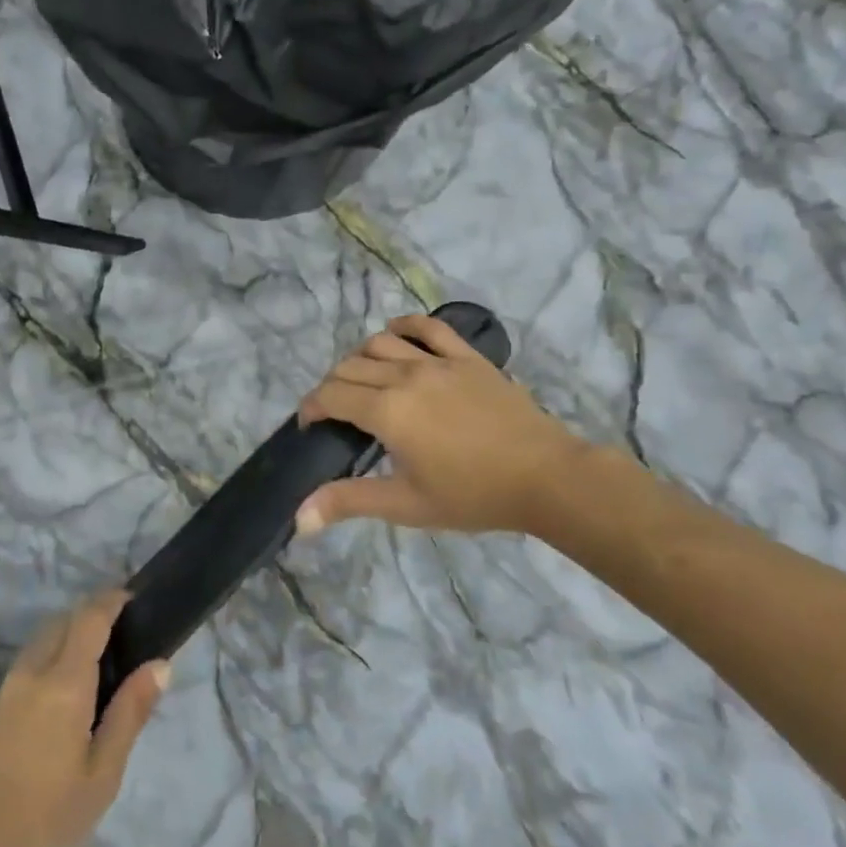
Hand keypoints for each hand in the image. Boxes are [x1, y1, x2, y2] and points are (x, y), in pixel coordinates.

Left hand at [0, 590, 169, 846]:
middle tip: (119, 634)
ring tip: (93, 665)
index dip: (111, 600)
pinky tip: (58, 698)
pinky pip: (25, 664)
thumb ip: (130, 713)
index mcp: (64, 681)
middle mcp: (32, 671)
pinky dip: (48, 659)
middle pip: (61, 621)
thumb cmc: (46, 814)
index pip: (89, 617)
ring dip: (66, 636)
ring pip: (40, 641)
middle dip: (89, 615)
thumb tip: (159, 664)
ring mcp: (5, 687)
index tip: (132, 598)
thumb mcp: (102, 773)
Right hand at [294, 312, 587, 536]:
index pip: (330, 395)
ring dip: (360, 359)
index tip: (311, 426)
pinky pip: (428, 327)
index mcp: (387, 411)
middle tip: (337, 414)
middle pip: (349, 367)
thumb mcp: (406, 504)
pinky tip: (396, 336)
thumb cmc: (473, 495)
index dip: (311, 408)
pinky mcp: (466, 357)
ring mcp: (437, 361)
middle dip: (331, 387)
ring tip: (363, 382)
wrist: (546, 478)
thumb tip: (299, 520)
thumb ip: (348, 502)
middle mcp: (404, 375)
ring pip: (379, 343)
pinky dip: (404, 326)